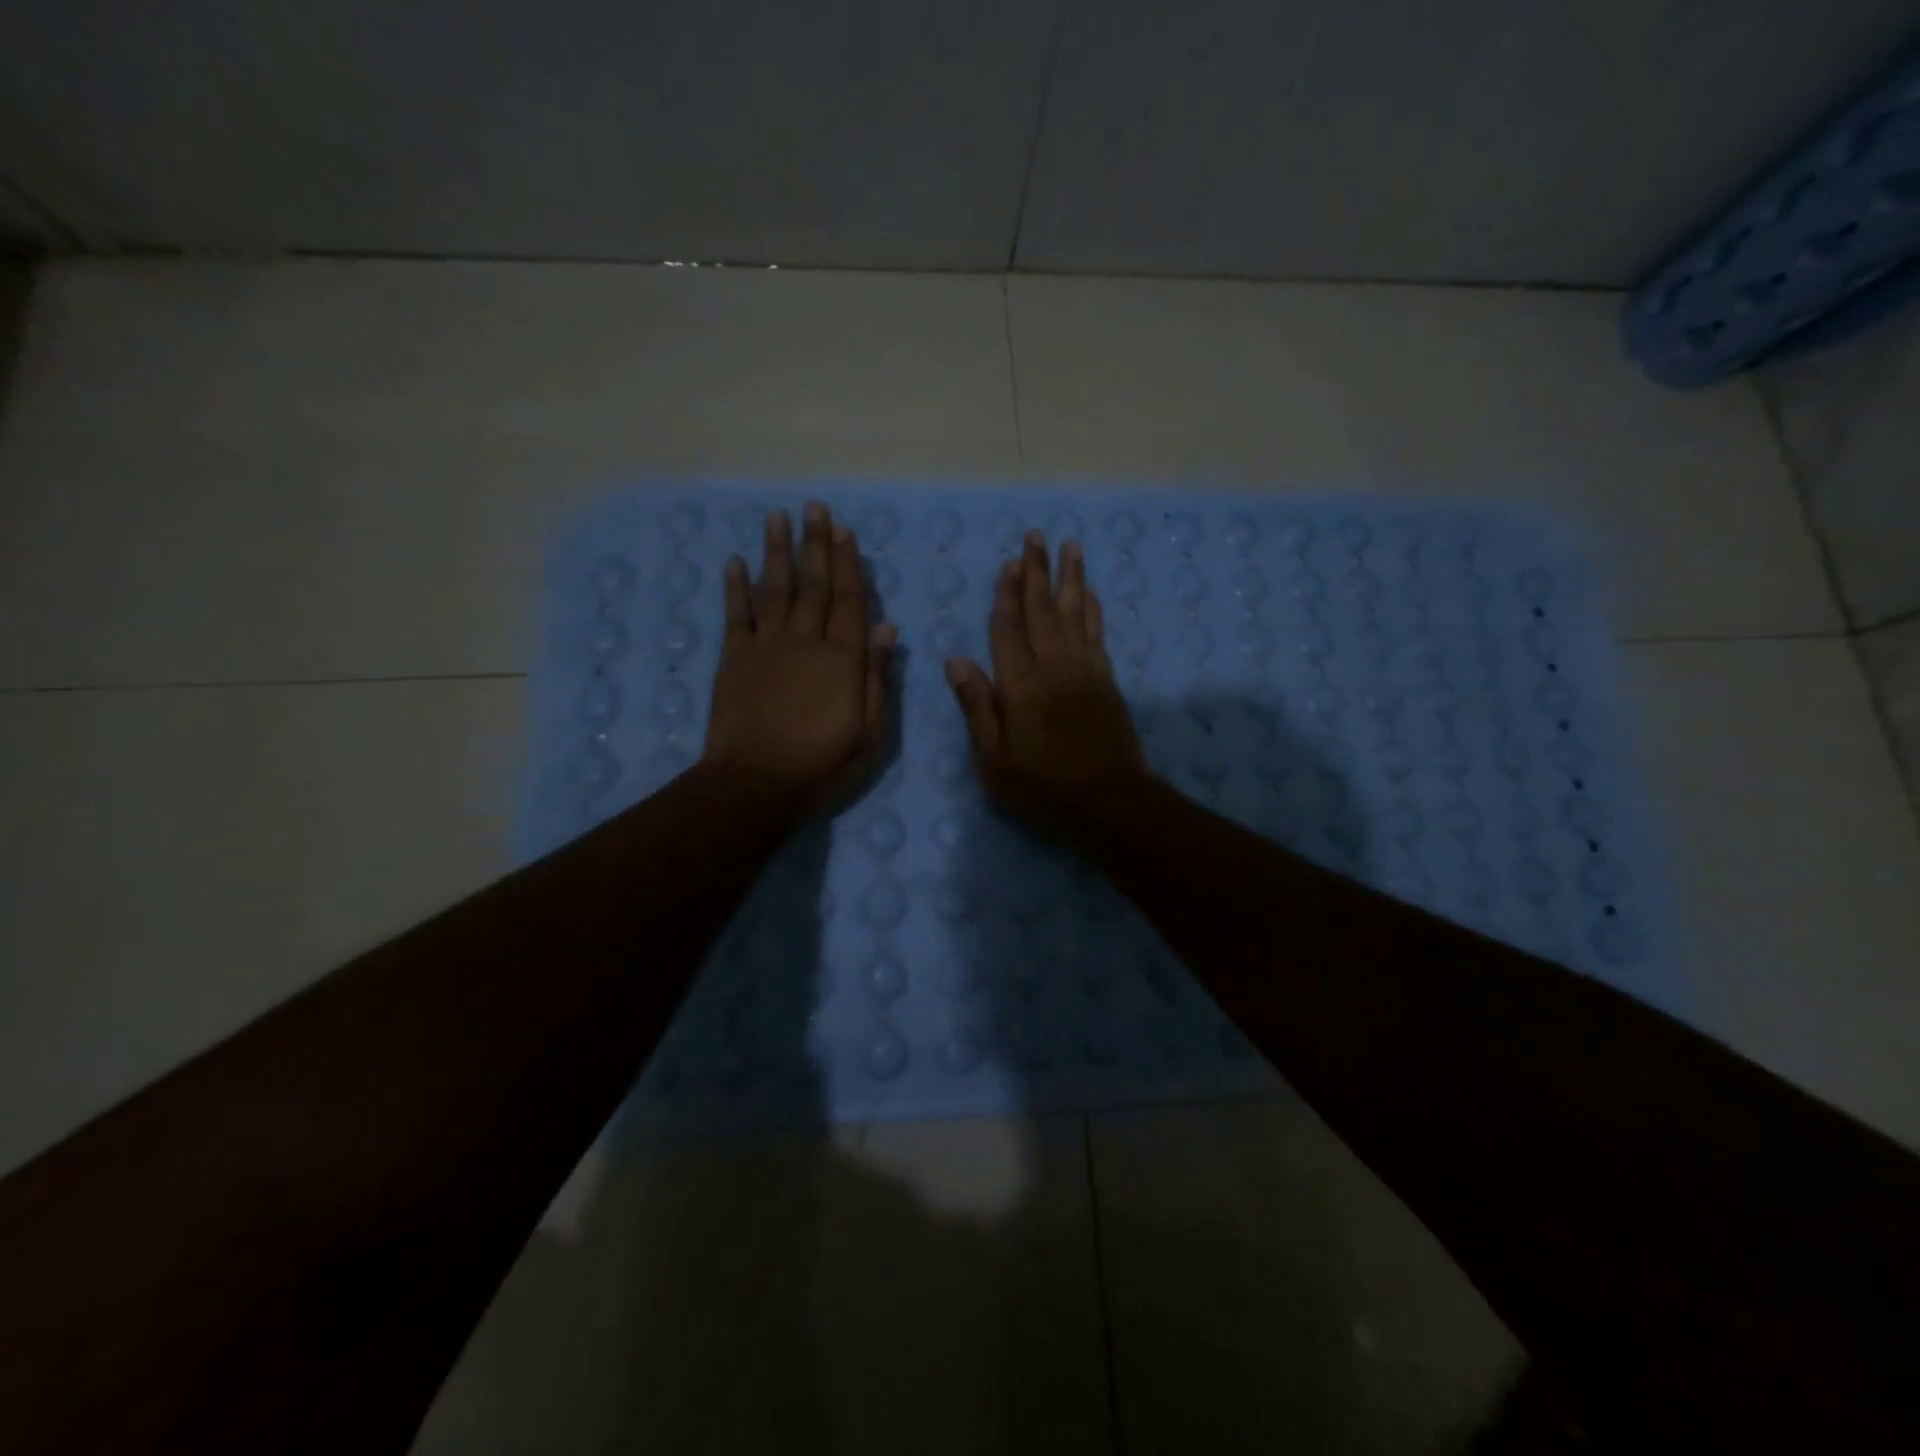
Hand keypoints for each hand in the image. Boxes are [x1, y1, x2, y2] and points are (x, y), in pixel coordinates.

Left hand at [704, 502, 896, 806]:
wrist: (755, 784)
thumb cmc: (822, 764)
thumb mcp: (870, 732)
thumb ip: (877, 678)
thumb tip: (887, 629)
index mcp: (842, 659)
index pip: (850, 601)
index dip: (848, 564)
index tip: (845, 530)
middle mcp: (805, 642)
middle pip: (814, 586)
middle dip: (816, 545)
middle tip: (815, 508)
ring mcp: (766, 648)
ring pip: (775, 590)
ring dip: (777, 552)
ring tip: (778, 517)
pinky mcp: (734, 660)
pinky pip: (736, 616)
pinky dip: (736, 588)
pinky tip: (735, 562)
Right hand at [945, 530, 1148, 823]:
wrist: (1108, 802)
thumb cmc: (1043, 787)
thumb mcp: (994, 759)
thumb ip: (977, 706)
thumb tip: (956, 660)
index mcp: (1020, 684)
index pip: (1008, 628)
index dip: (1006, 594)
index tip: (1009, 563)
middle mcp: (1053, 666)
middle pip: (1043, 609)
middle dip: (1037, 571)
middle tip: (1036, 535)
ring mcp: (1085, 670)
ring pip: (1075, 613)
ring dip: (1070, 578)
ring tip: (1070, 547)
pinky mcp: (1106, 680)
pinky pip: (1098, 634)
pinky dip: (1093, 610)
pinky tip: (1091, 593)